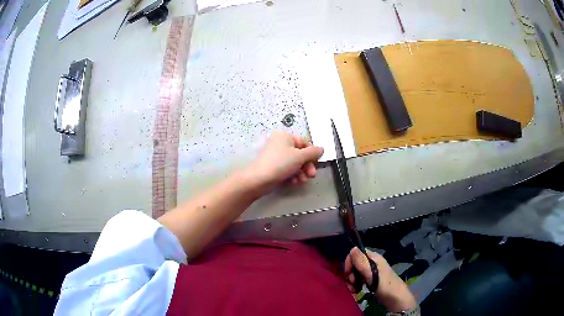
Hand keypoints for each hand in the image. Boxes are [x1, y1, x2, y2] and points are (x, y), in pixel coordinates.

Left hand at [247, 131, 323, 193]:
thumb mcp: (300, 156)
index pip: (304, 142)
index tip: (316, 163)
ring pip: (295, 164)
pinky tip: (294, 182)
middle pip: (300, 154)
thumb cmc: (280, 163)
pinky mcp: (273, 167)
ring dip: (301, 173)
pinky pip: (287, 170)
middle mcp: (280, 144)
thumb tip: (321, 149)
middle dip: (307, 166)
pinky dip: (292, 176)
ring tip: (302, 181)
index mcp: (285, 136)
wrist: (260, 179)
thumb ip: (313, 152)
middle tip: (311, 175)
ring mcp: (276, 156)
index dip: (312, 153)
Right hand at [345, 247, 417, 312]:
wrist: (396, 299)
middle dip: (350, 274)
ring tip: (354, 290)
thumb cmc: (385, 285)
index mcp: (374, 257)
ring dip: (351, 281)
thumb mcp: (372, 274)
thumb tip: (353, 248)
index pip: (356, 253)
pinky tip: (357, 291)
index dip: (349, 263)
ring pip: (355, 272)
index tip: (349, 275)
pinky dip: (355, 285)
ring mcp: (372, 272)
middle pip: (354, 263)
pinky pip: (359, 279)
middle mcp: (372, 263)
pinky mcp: (371, 281)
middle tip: (352, 284)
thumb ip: (362, 262)